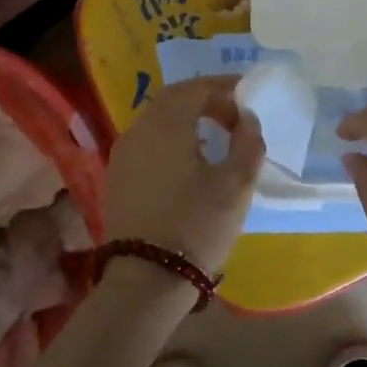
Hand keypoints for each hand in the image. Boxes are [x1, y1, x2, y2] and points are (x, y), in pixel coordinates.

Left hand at [103, 76, 264, 277]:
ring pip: (157, 121)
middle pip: (172, 99)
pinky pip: (147, 142)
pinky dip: (171, 138)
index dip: (223, 87)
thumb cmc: (197, 225)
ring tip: (215, 134)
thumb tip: (246, 119)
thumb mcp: (237, 184)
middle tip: (233, 111)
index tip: (248, 95)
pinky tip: (189, 160)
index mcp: (166, 123)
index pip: (195, 88)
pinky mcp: (118, 178)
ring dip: (187, 118)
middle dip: (205, 99)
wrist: (146, 280)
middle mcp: (139, 129)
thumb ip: (247, 143)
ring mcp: (123, 154)